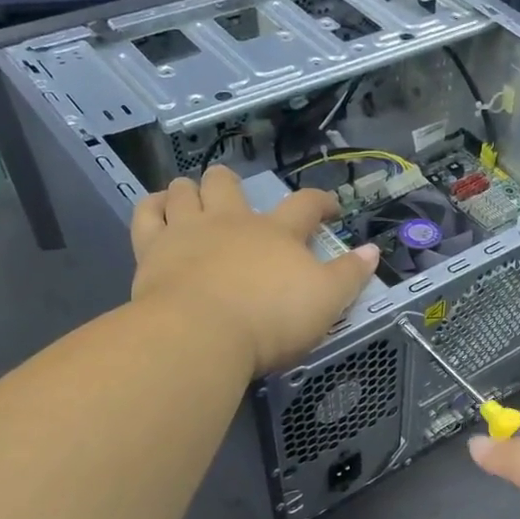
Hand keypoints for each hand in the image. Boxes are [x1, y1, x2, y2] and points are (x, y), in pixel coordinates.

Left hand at [131, 166, 378, 376]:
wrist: (202, 334)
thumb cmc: (272, 319)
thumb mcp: (327, 302)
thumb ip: (350, 275)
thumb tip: (372, 251)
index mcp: (277, 233)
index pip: (305, 205)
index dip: (321, 202)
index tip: (330, 207)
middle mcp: (232, 221)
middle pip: (229, 184)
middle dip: (234, 185)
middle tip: (238, 200)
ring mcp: (188, 231)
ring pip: (185, 190)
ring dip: (191, 190)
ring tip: (194, 200)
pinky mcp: (152, 249)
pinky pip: (146, 213)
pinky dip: (152, 206)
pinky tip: (158, 210)